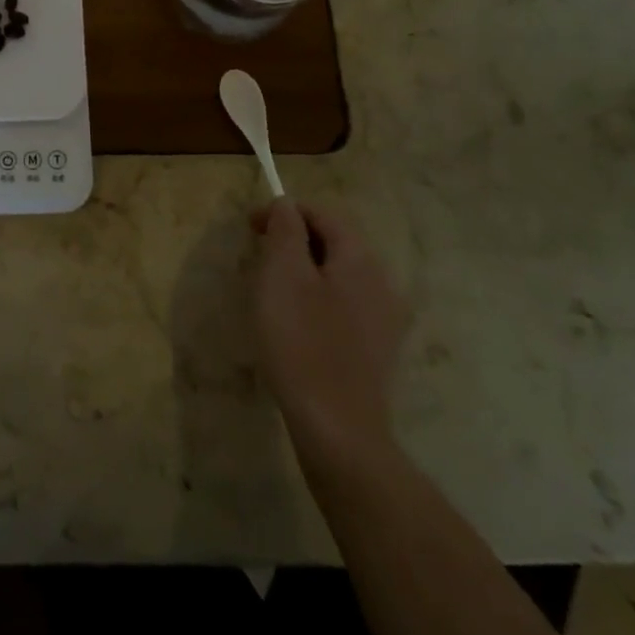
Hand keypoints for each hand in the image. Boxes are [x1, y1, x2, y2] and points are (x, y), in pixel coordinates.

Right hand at [251, 198, 410, 469]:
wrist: (337, 429)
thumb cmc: (302, 342)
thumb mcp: (282, 275)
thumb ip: (285, 231)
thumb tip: (287, 205)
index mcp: (360, 260)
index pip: (322, 215)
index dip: (285, 213)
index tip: (250, 228)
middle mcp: (381, 283)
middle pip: (334, 244)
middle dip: (293, 242)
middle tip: (257, 259)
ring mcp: (384, 320)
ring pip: (337, 276)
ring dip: (303, 272)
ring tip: (270, 293)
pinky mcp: (376, 350)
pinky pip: (343, 306)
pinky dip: (315, 301)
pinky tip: (295, 326)